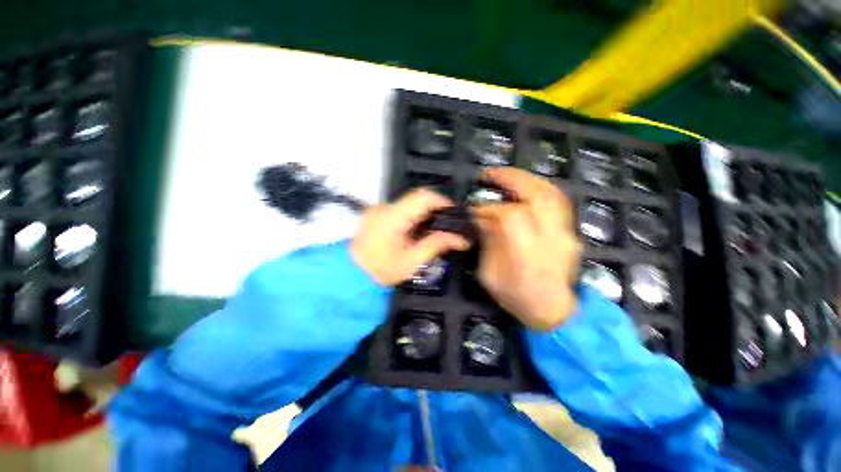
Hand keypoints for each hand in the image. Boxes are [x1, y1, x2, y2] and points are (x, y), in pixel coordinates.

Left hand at [351, 188, 470, 285]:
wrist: (352, 275)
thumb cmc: (382, 271)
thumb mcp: (412, 261)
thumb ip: (436, 245)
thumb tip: (461, 239)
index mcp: (393, 217)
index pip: (421, 197)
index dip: (441, 200)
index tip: (453, 212)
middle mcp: (384, 208)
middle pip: (416, 199)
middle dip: (434, 211)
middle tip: (446, 226)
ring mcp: (378, 209)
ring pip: (408, 205)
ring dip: (423, 215)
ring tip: (431, 231)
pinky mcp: (375, 213)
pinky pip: (399, 209)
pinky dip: (412, 217)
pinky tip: (415, 231)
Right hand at [473, 168, 581, 330]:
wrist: (553, 310)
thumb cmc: (516, 297)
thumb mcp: (489, 275)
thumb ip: (487, 243)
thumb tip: (483, 217)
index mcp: (527, 254)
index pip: (511, 216)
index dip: (490, 207)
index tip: (475, 208)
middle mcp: (551, 239)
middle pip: (538, 197)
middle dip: (512, 179)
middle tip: (491, 174)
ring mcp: (565, 234)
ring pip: (552, 194)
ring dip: (527, 179)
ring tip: (506, 175)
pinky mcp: (571, 232)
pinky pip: (558, 201)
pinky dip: (540, 187)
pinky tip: (525, 185)